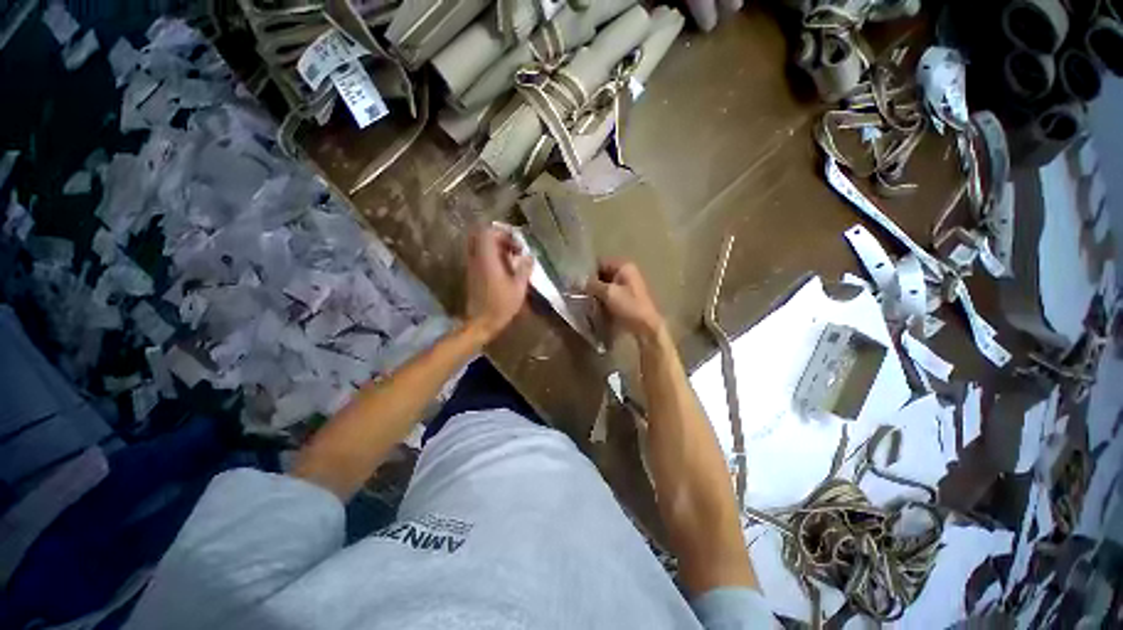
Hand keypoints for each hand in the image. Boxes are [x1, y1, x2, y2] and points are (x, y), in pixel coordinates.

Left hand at [463, 227, 532, 342]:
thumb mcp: (518, 288)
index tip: (516, 244)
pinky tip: (503, 269)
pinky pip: (479, 256)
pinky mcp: (472, 274)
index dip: (502, 233)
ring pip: (479, 246)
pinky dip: (490, 257)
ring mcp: (472, 267)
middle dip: (498, 238)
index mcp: (487, 259)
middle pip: (481, 236)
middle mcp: (476, 259)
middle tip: (512, 248)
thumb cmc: (501, 305)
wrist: (481, 323)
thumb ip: (524, 269)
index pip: (487, 233)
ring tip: (510, 258)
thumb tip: (530, 256)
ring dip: (495, 248)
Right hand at [586, 259, 664, 342]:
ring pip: (606, 285)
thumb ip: (593, 284)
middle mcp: (627, 273)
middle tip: (579, 292)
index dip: (588, 271)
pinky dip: (603, 299)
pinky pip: (611, 295)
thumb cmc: (629, 307)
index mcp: (625, 266)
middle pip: (603, 274)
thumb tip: (579, 282)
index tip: (577, 281)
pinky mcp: (627, 299)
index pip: (600, 262)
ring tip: (585, 300)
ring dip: (596, 292)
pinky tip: (594, 307)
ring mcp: (628, 286)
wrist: (647, 328)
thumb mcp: (609, 293)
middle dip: (592, 283)